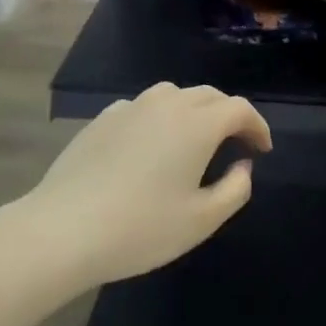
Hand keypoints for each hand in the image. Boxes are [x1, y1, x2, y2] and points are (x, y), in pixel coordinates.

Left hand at [28, 82, 270, 284]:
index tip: (262, 150)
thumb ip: (234, 189)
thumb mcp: (201, 220)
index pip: (239, 109)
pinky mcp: (103, 118)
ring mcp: (131, 107)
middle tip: (235, 144)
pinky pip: (143, 108)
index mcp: (198, 124)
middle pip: (208, 96)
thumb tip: (242, 165)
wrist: (63, 229)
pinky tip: (150, 145)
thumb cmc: (141, 228)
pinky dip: (158, 119)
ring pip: (174, 96)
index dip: (257, 126)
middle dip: (228, 115)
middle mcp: (167, 104)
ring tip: (194, 140)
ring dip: (193, 111)